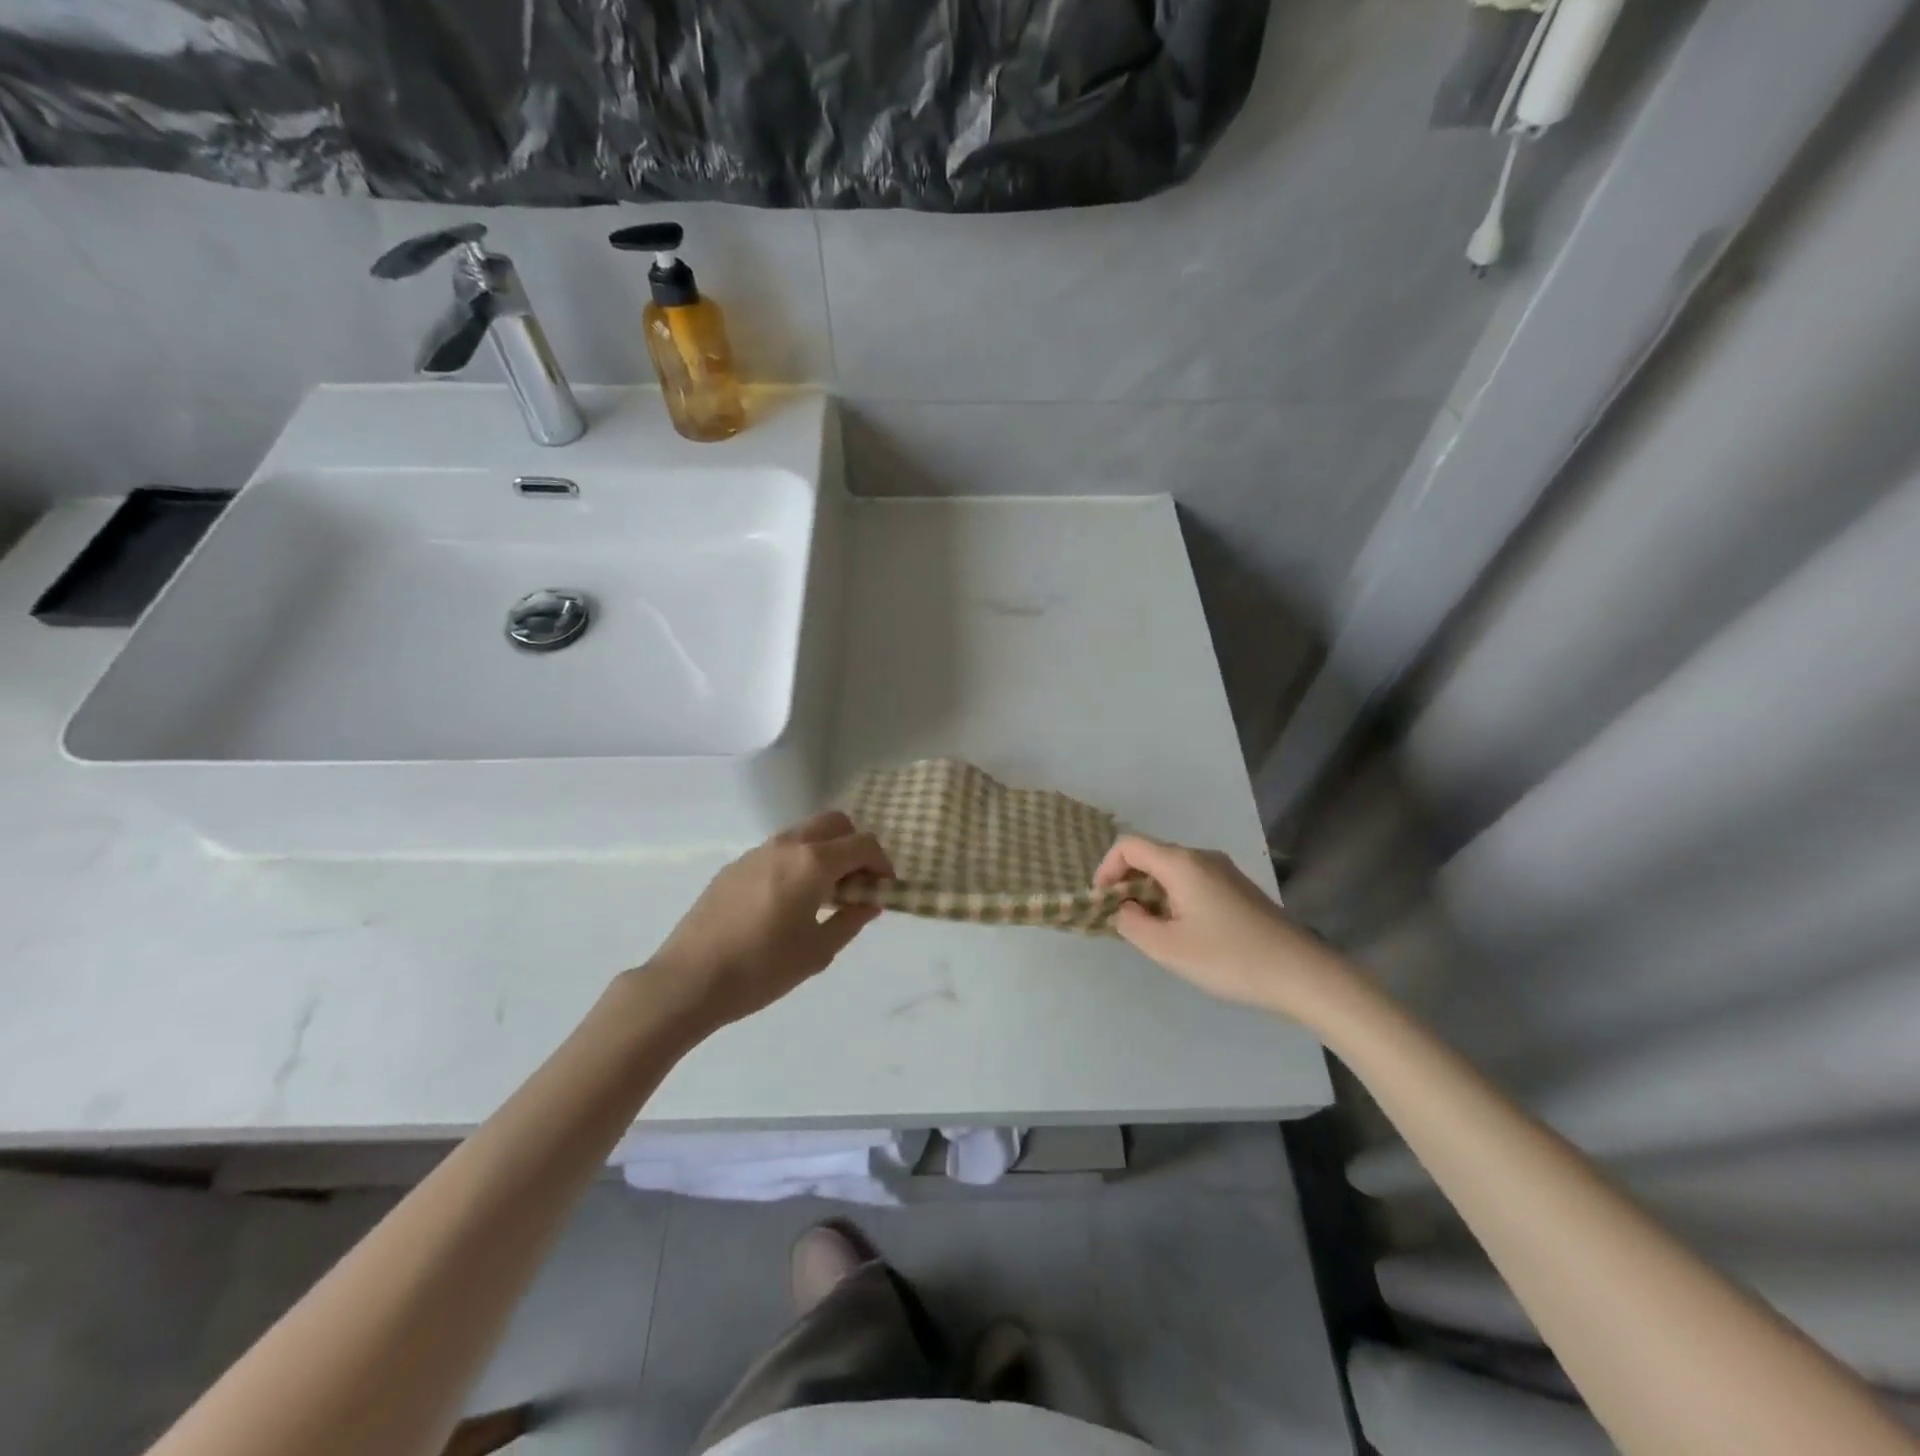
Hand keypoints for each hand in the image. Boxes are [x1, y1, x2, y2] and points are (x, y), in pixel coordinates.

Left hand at [646, 811, 892, 1031]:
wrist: (688, 981)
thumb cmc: (762, 969)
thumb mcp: (817, 952)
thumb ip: (850, 920)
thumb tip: (869, 902)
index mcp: (812, 862)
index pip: (862, 843)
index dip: (881, 863)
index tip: (884, 889)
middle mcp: (786, 845)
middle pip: (834, 823)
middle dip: (854, 846)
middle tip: (857, 883)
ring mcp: (756, 852)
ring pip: (804, 834)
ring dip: (825, 852)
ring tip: (825, 895)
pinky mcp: (734, 867)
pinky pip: (779, 851)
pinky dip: (798, 862)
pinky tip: (789, 902)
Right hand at [1094, 834, 1340, 1015]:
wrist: (1300, 973)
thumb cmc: (1228, 958)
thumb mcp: (1168, 948)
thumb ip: (1132, 924)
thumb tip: (1123, 909)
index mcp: (1181, 863)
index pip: (1128, 846)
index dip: (1106, 869)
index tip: (1103, 903)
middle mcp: (1201, 857)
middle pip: (1150, 856)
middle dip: (1128, 884)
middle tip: (1124, 922)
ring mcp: (1223, 871)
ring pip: (1172, 871)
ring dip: (1151, 894)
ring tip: (1152, 932)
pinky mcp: (1238, 888)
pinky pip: (1192, 882)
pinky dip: (1174, 898)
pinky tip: (1184, 932)